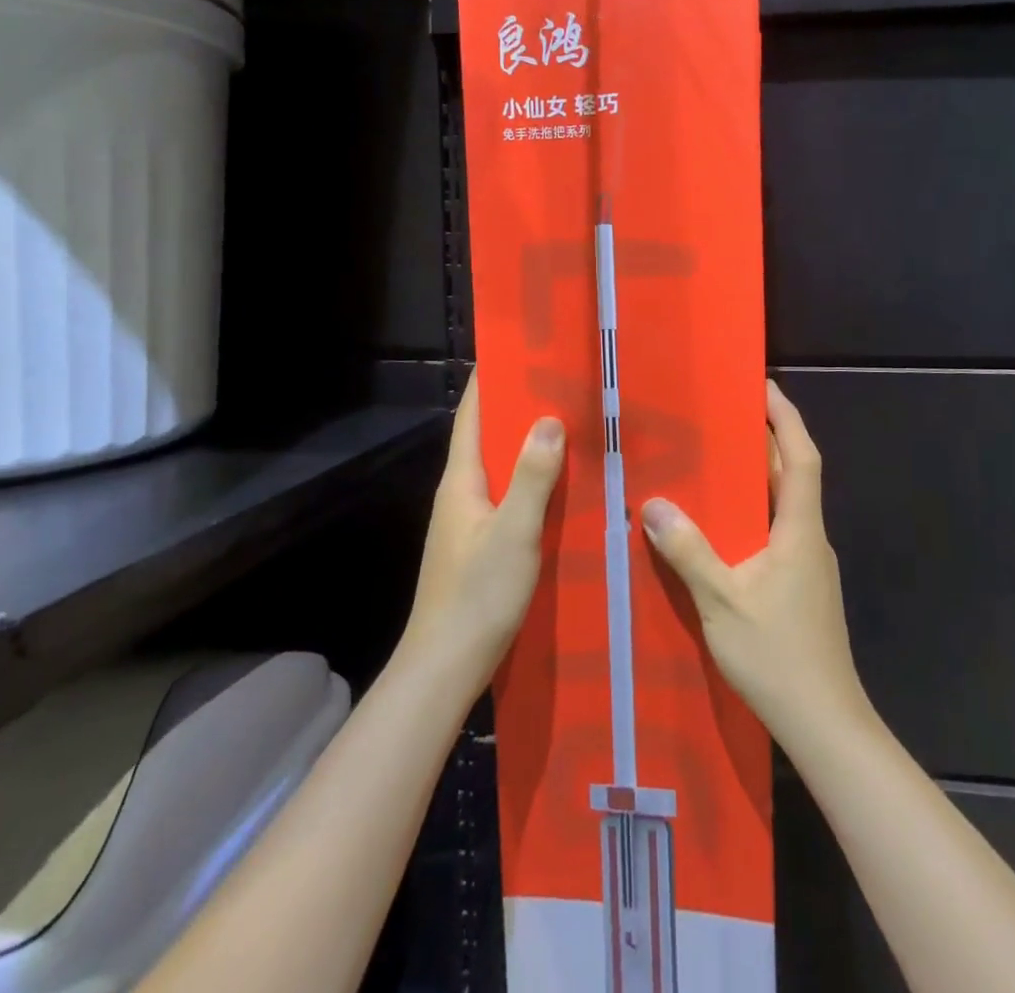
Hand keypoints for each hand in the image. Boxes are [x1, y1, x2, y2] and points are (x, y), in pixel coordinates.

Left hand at [401, 371, 565, 690]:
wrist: (446, 666)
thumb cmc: (477, 593)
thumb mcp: (514, 531)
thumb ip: (532, 476)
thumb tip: (548, 419)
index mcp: (461, 481)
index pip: (472, 415)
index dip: (489, 380)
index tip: (517, 349)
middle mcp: (459, 494)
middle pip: (486, 438)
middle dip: (517, 409)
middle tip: (560, 385)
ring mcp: (467, 522)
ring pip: (499, 469)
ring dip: (526, 447)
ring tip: (568, 426)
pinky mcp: (479, 546)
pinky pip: (507, 497)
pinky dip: (530, 482)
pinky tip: (560, 488)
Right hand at [642, 379, 871, 749]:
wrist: (825, 725)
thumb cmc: (778, 657)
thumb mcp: (723, 603)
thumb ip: (690, 552)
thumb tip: (655, 504)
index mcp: (799, 530)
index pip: (801, 457)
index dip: (786, 418)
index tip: (765, 387)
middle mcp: (809, 539)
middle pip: (793, 476)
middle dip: (766, 440)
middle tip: (727, 415)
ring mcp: (809, 565)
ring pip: (785, 506)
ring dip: (759, 477)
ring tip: (717, 461)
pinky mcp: (802, 588)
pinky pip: (778, 531)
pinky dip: (754, 513)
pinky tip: (723, 527)